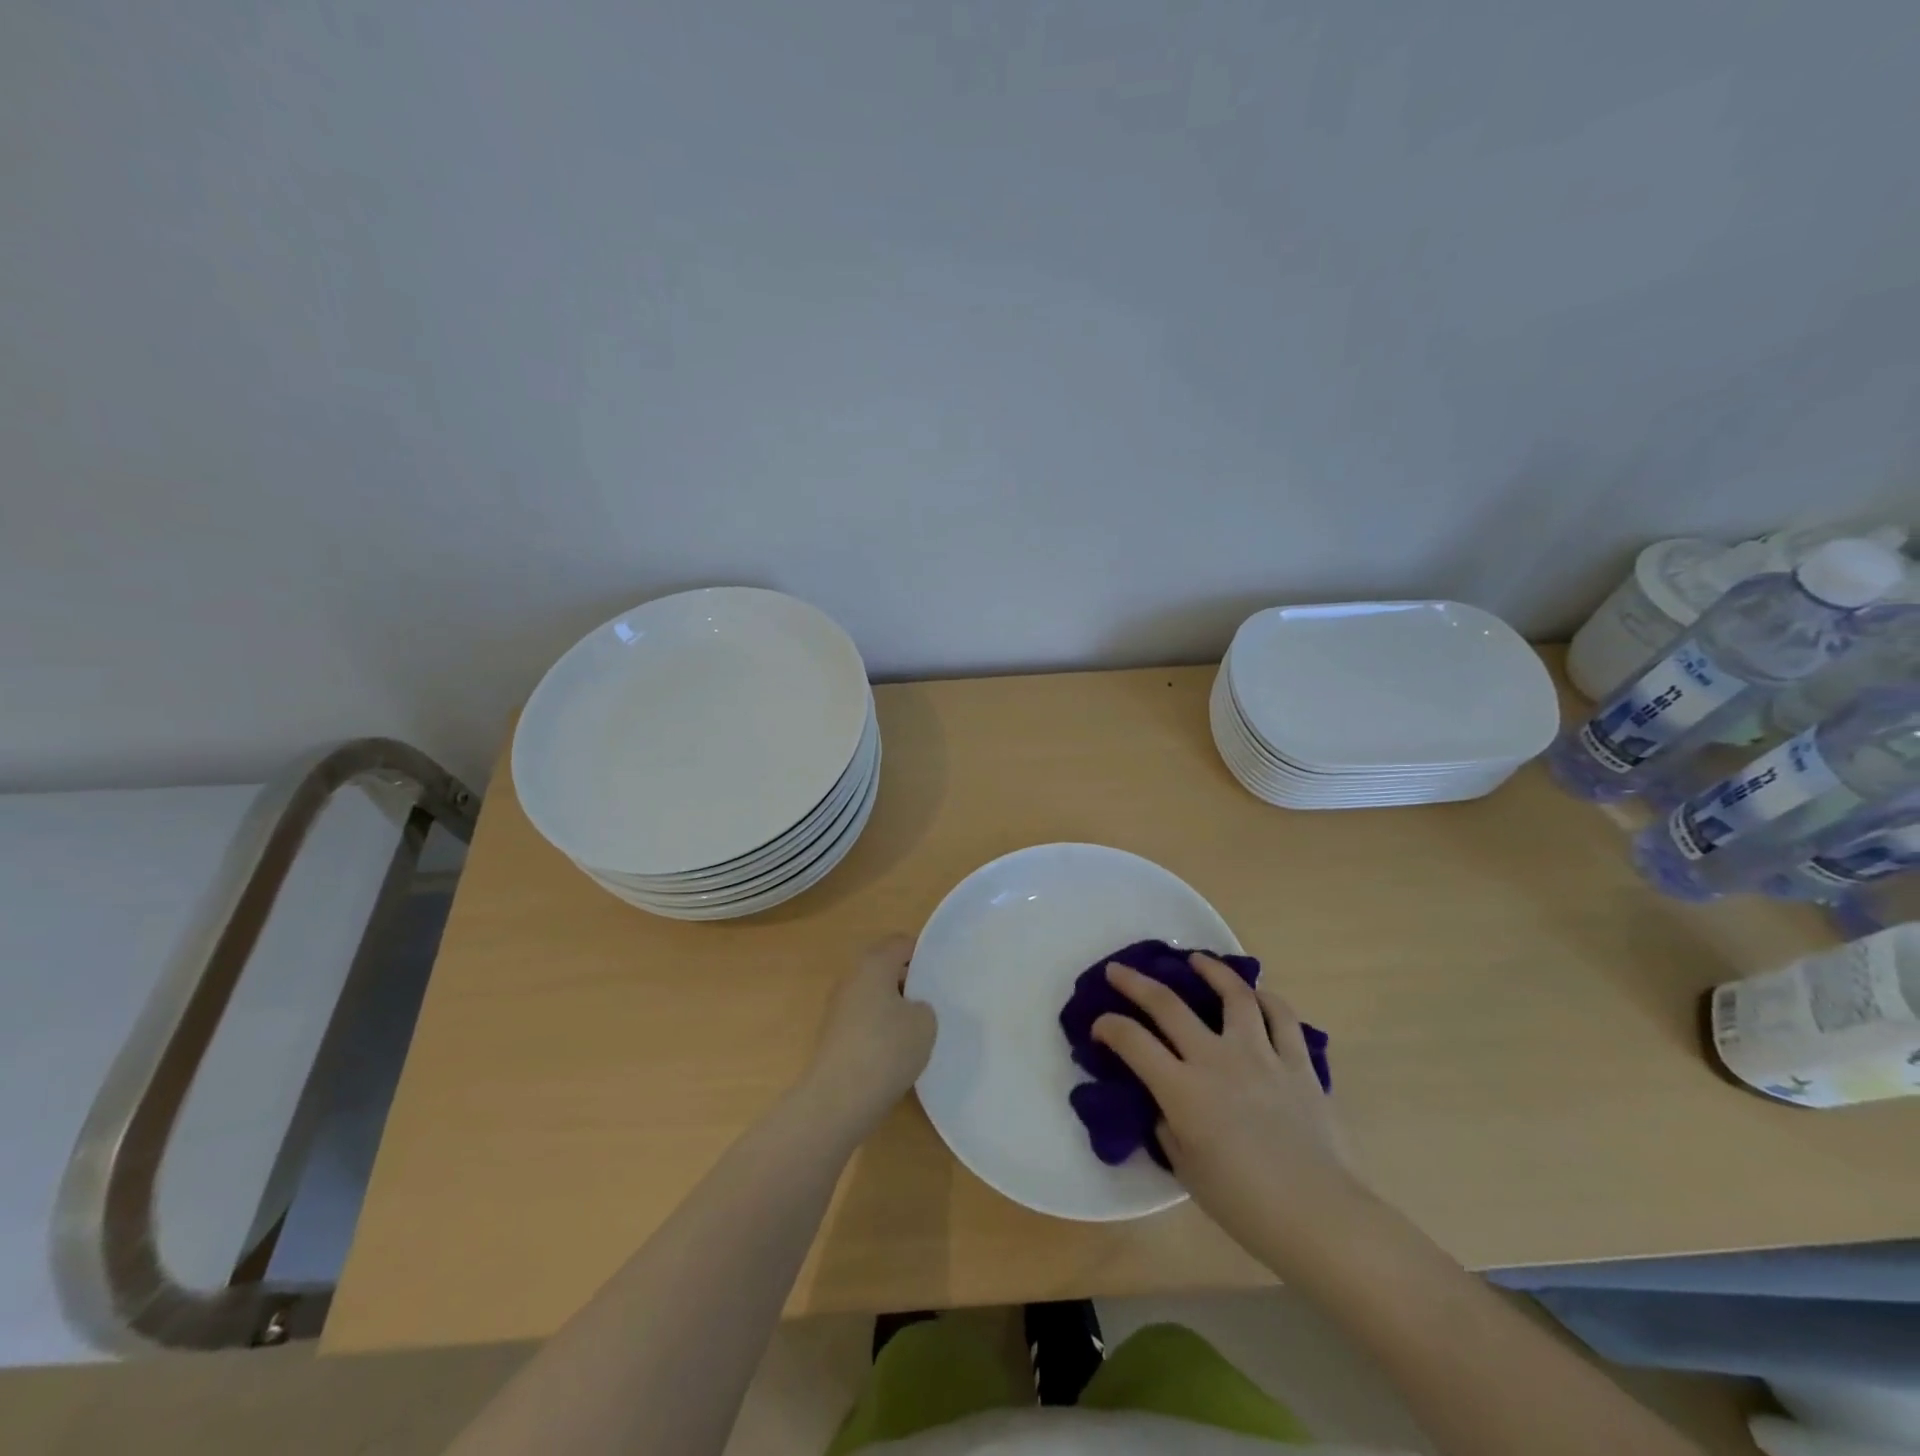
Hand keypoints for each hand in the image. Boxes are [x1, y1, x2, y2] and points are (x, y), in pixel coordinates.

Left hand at [801, 934, 936, 1136]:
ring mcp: (838, 1008)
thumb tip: (910, 1009)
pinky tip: (896, 1053)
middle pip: (885, 968)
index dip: (924, 955)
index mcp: (874, 964)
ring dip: (894, 1007)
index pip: (901, 944)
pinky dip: (880, 1029)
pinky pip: (864, 1020)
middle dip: (909, 981)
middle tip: (934, 1001)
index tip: (942, 974)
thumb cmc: (886, 1049)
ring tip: (918, 1031)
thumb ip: (924, 1006)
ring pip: (874, 996)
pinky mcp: (833, 1036)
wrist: (838, 1100)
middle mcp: (851, 978)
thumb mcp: (925, 1023)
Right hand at [1092, 953, 1364, 1268]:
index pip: (1132, 1041)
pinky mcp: (1298, 1063)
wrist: (1319, 1218)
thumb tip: (1165, 1104)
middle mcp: (1217, 1060)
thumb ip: (1168, 1127)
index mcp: (1183, 1090)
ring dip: (1210, 971)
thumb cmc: (1244, 1204)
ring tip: (1197, 961)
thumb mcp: (1187, 1169)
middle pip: (1168, 1005)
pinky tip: (1256, 995)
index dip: (1108, 1026)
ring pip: (1233, 995)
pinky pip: (1282, 1018)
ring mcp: (1261, 1055)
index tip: (1099, 1025)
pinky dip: (1267, 1000)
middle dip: (1135, 982)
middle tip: (1119, 970)